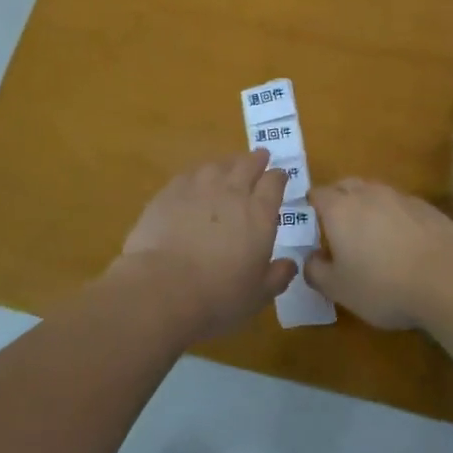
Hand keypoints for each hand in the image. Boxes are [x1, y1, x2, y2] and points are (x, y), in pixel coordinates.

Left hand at [115, 151, 296, 341]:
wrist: (162, 288)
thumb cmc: (218, 296)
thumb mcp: (258, 295)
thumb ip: (277, 276)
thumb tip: (290, 264)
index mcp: (259, 214)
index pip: (274, 183)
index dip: (278, 177)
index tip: (280, 176)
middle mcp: (232, 192)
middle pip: (247, 165)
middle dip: (256, 160)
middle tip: (260, 156)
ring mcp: (199, 188)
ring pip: (218, 165)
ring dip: (227, 163)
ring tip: (228, 166)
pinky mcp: (169, 192)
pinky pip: (189, 175)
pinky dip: (198, 175)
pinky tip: (195, 181)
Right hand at [308, 178, 452, 328]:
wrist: (448, 277)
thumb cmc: (383, 285)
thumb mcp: (339, 289)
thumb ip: (316, 272)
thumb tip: (310, 259)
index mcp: (339, 208)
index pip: (317, 194)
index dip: (311, 205)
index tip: (309, 222)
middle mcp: (367, 193)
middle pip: (346, 185)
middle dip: (338, 199)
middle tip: (336, 225)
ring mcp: (399, 197)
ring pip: (375, 193)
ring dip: (367, 207)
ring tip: (369, 235)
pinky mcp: (426, 207)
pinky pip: (399, 205)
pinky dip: (394, 217)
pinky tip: (402, 242)